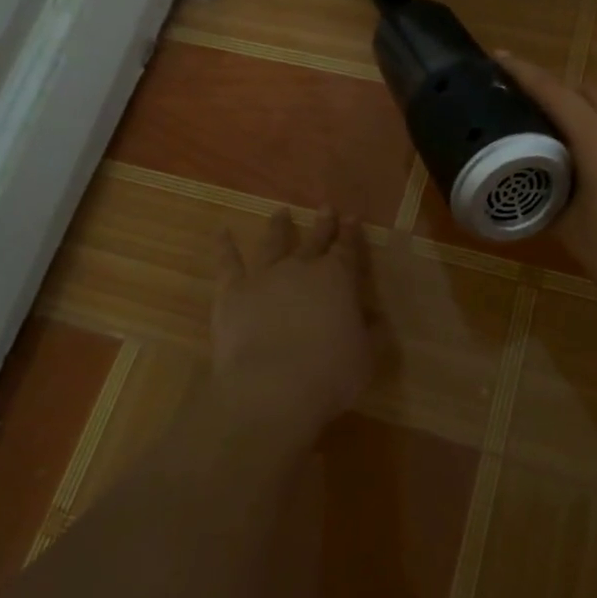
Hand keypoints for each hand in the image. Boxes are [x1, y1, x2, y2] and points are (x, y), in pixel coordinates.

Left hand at [211, 208, 373, 443]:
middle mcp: (301, 268)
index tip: (352, 217)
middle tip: (325, 208)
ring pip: (273, 244)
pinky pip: (227, 264)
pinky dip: (224, 246)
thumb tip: (375, 318)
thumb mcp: (366, 356)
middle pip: (314, 240)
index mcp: (337, 279)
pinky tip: (221, 232)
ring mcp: (264, 277)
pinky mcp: (232, 293)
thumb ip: (371, 332)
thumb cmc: (329, 374)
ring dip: (278, 227)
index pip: (347, 249)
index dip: (351, 233)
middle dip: (322, 224)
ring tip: (280, 212)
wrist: (272, 389)